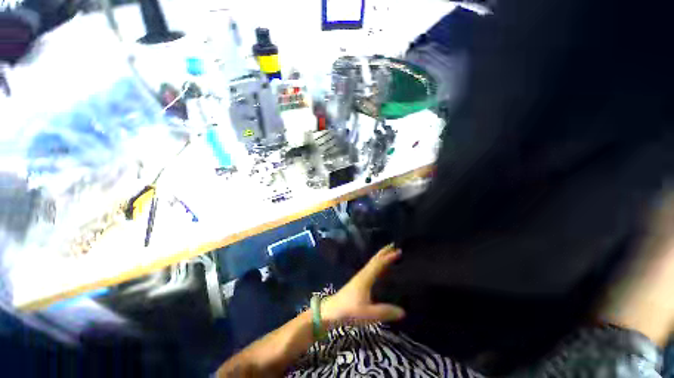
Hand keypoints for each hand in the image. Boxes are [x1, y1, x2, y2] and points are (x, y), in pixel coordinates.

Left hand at [321, 244, 404, 326]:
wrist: (331, 311)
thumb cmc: (349, 311)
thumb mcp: (368, 313)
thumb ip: (384, 312)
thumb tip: (403, 311)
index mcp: (366, 278)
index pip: (379, 263)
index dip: (388, 257)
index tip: (399, 251)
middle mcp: (363, 274)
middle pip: (375, 259)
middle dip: (384, 252)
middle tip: (394, 245)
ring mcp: (360, 277)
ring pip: (372, 263)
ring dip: (380, 257)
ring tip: (389, 253)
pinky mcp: (358, 282)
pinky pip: (370, 268)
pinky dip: (377, 264)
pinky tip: (379, 269)